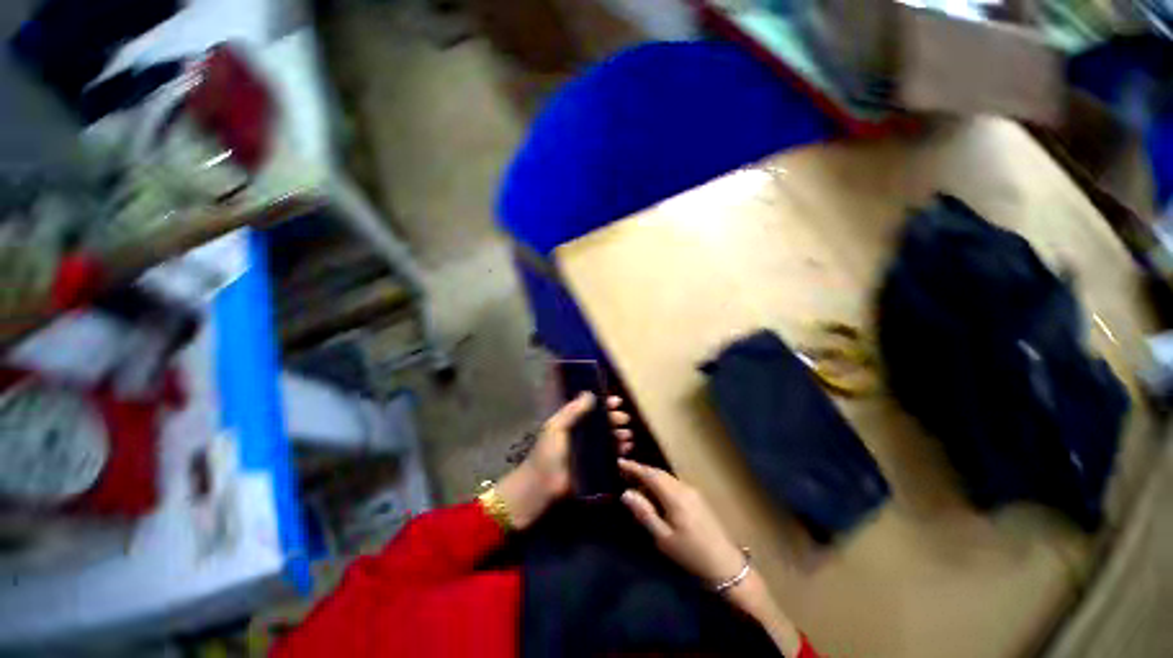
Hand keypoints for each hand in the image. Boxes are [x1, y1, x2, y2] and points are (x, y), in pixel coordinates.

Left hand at [496, 394, 633, 528]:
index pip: (591, 408)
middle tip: (625, 420)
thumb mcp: (556, 427)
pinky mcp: (595, 468)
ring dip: (620, 435)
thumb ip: (572, 410)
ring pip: (609, 439)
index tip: (618, 402)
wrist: (541, 488)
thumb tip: (590, 393)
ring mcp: (589, 452)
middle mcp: (582, 435)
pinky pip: (610, 456)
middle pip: (603, 423)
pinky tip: (626, 449)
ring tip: (627, 436)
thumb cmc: (547, 454)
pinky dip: (620, 451)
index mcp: (571, 422)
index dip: (604, 404)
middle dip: (615, 419)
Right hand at [620, 462, 804, 656]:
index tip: (619, 462)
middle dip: (641, 470)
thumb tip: (626, 493)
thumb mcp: (663, 538)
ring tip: (637, 482)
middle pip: (658, 473)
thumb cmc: (691, 554)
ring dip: (651, 476)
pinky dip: (661, 483)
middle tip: (624, 472)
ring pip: (667, 477)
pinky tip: (656, 492)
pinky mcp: (697, 497)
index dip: (634, 467)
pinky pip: (674, 483)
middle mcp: (684, 487)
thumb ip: (644, 513)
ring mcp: (692, 491)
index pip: (650, 474)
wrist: (726, 564)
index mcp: (674, 496)